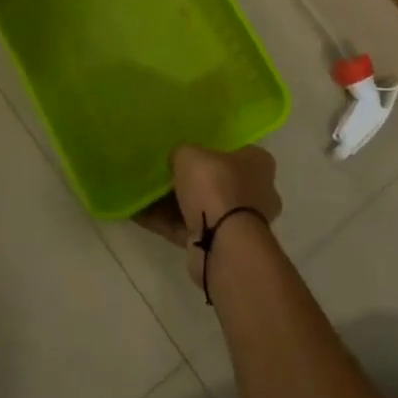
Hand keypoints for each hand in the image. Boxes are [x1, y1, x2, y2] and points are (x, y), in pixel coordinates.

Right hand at [136, 144, 281, 287]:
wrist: (223, 242)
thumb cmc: (216, 185)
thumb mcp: (190, 155)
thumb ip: (182, 154)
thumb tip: (177, 161)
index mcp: (259, 164)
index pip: (238, 152)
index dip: (213, 151)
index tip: (190, 153)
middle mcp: (257, 193)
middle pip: (219, 182)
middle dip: (193, 182)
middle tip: (165, 174)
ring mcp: (240, 223)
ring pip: (203, 209)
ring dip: (175, 205)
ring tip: (144, 195)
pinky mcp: (221, 246)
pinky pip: (188, 229)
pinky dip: (166, 223)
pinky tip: (138, 214)